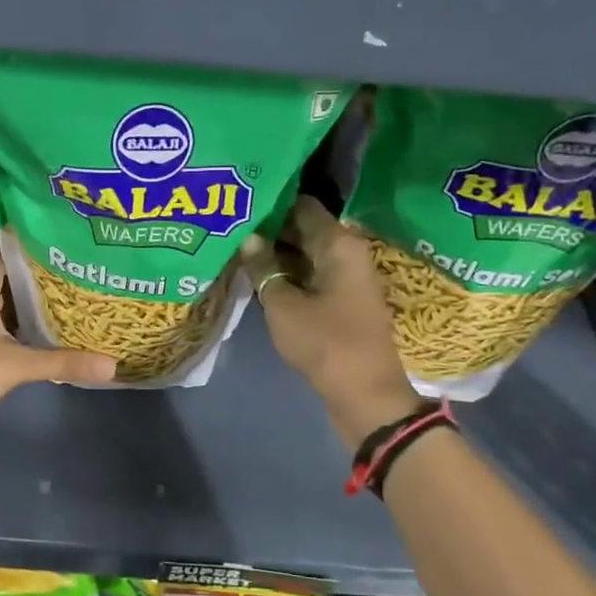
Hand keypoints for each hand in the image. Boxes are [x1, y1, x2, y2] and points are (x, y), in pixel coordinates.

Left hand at [0, 249, 115, 419]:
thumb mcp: (16, 364)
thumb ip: (62, 361)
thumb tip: (110, 366)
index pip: (11, 249)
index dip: (40, 245)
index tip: (69, 243)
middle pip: (9, 271)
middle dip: (41, 273)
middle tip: (78, 271)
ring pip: (1, 293)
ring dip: (28, 297)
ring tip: (67, 295)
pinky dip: (14, 315)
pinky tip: (40, 324)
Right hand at [239, 197, 424, 446]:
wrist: (366, 396)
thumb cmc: (325, 343)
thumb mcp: (283, 306)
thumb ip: (263, 268)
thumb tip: (248, 238)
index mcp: (338, 243)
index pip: (301, 205)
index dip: (270, 200)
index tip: (239, 199)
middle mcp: (346, 252)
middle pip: (303, 227)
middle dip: (268, 227)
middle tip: (230, 223)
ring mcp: (346, 277)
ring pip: (304, 253)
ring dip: (275, 252)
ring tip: (235, 245)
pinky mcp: (341, 300)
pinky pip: (310, 275)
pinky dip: (286, 273)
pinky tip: (256, 274)